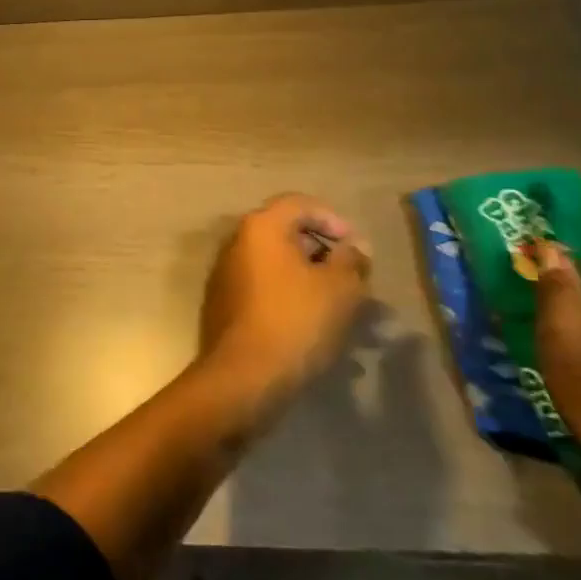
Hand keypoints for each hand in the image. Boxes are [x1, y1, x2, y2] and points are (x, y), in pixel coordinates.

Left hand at [198, 193, 371, 404]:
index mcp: (260, 227)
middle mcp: (237, 241)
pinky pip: (263, 287)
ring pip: (276, 263)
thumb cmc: (296, 321)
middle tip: (351, 277)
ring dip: (308, 277)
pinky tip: (312, 324)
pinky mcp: (224, 302)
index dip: (332, 219)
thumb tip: (354, 246)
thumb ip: (351, 260)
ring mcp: (226, 272)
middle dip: (322, 251)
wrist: (244, 375)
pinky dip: (289, 295)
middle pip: (285, 232)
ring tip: (339, 306)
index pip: (299, 204)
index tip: (356, 248)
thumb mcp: (339, 288)